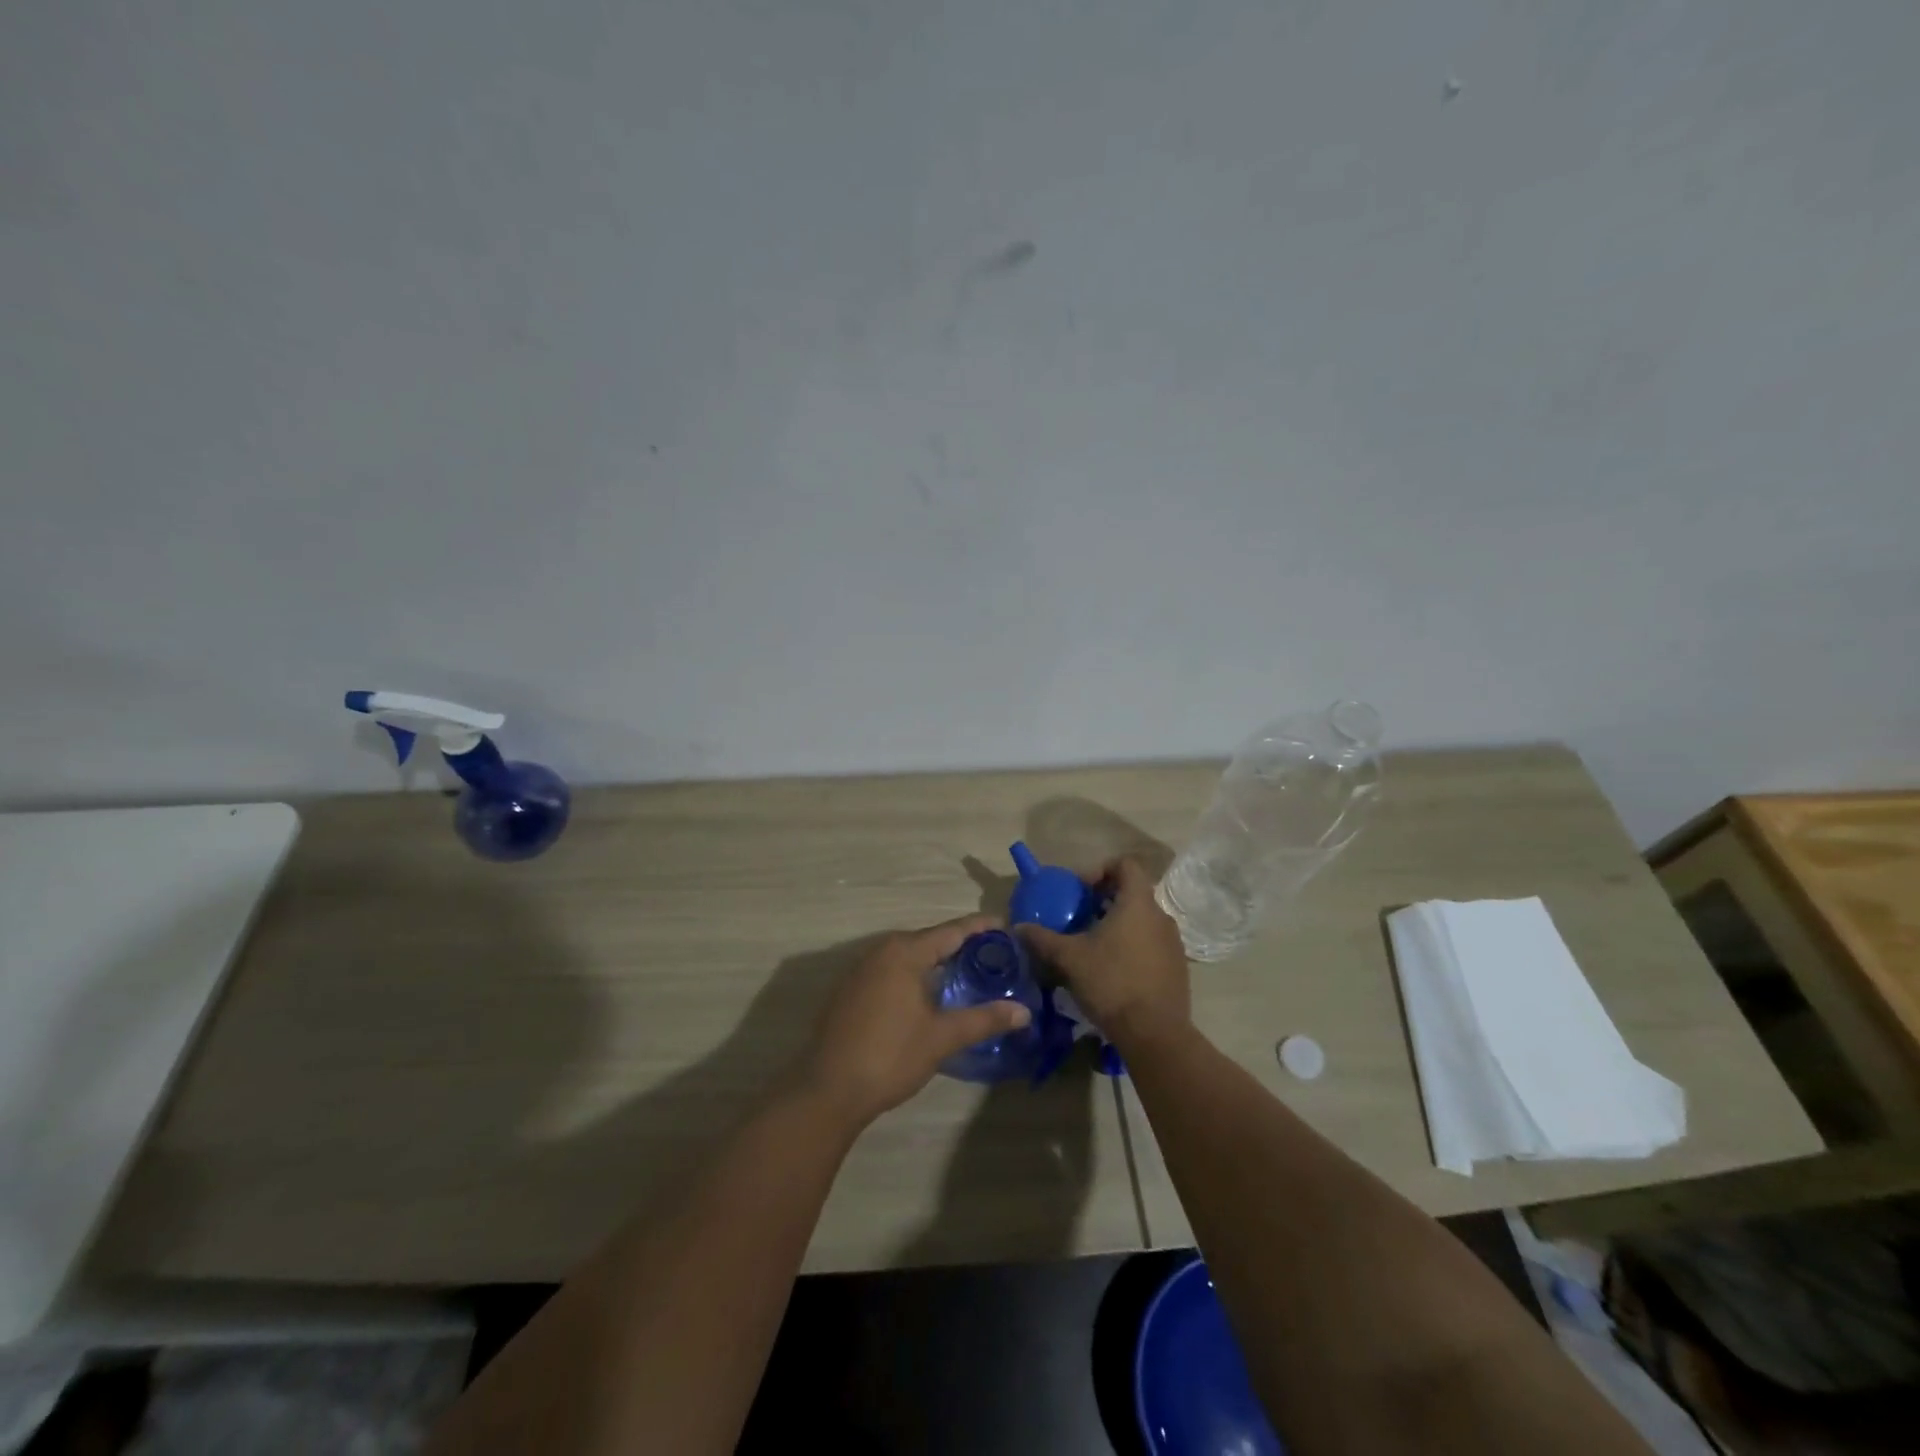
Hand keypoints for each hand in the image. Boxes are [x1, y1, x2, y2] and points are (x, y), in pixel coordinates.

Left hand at [797, 915, 1032, 1127]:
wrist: (827, 1089)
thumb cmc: (890, 1056)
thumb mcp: (942, 1037)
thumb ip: (983, 1019)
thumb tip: (1023, 1011)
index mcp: (904, 952)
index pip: (951, 931)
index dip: (981, 928)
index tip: (1007, 925)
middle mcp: (881, 951)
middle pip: (930, 940)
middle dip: (961, 945)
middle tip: (994, 955)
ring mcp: (862, 970)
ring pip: (909, 956)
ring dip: (937, 962)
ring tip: (969, 973)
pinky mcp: (851, 990)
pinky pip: (892, 971)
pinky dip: (915, 975)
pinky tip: (929, 994)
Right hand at [1017, 858, 1188, 1045]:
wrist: (1154, 1034)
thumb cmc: (1111, 983)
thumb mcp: (1069, 959)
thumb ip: (1043, 939)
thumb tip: (1019, 927)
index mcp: (1138, 904)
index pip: (1126, 865)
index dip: (1101, 870)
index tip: (1081, 891)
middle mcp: (1161, 916)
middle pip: (1133, 893)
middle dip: (1105, 901)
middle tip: (1080, 918)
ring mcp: (1173, 943)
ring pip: (1142, 920)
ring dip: (1118, 925)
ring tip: (1093, 946)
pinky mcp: (1177, 967)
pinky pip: (1151, 944)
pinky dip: (1132, 946)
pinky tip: (1112, 970)